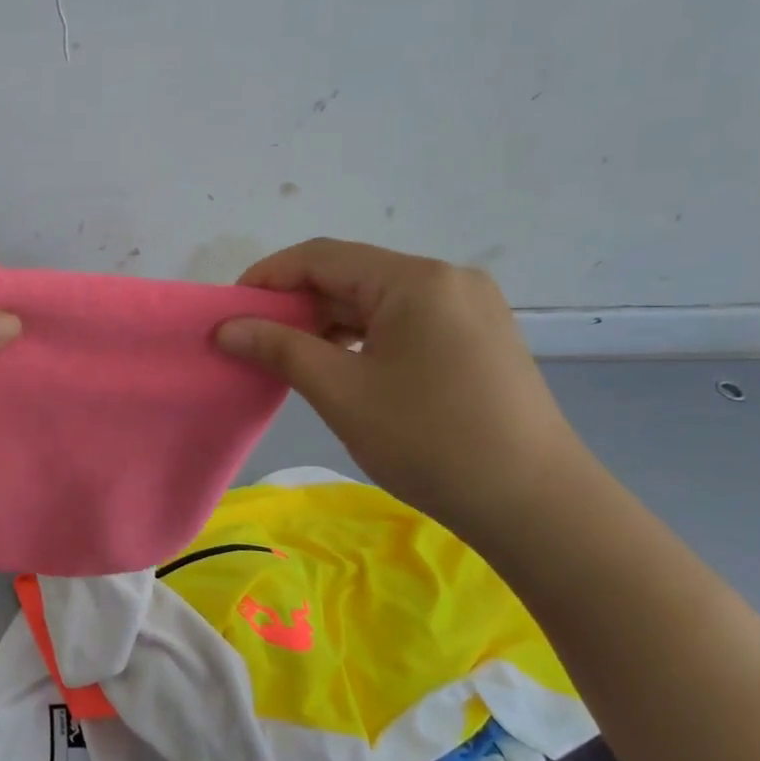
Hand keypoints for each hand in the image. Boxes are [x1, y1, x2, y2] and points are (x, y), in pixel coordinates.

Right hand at [216, 239, 590, 539]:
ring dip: (327, 321)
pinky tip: (340, 364)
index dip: (267, 277)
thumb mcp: (341, 392)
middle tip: (253, 339)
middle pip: (351, 274)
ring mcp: (469, 306)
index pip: (321, 257)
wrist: (534, 503)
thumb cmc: (429, 441)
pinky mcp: (478, 335)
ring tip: (290, 355)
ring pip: (377, 299)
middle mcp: (447, 279)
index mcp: (415, 280)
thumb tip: (225, 327)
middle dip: (296, 302)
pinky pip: (404, 320)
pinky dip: (362, 335)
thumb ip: (279, 348)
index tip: (228, 310)